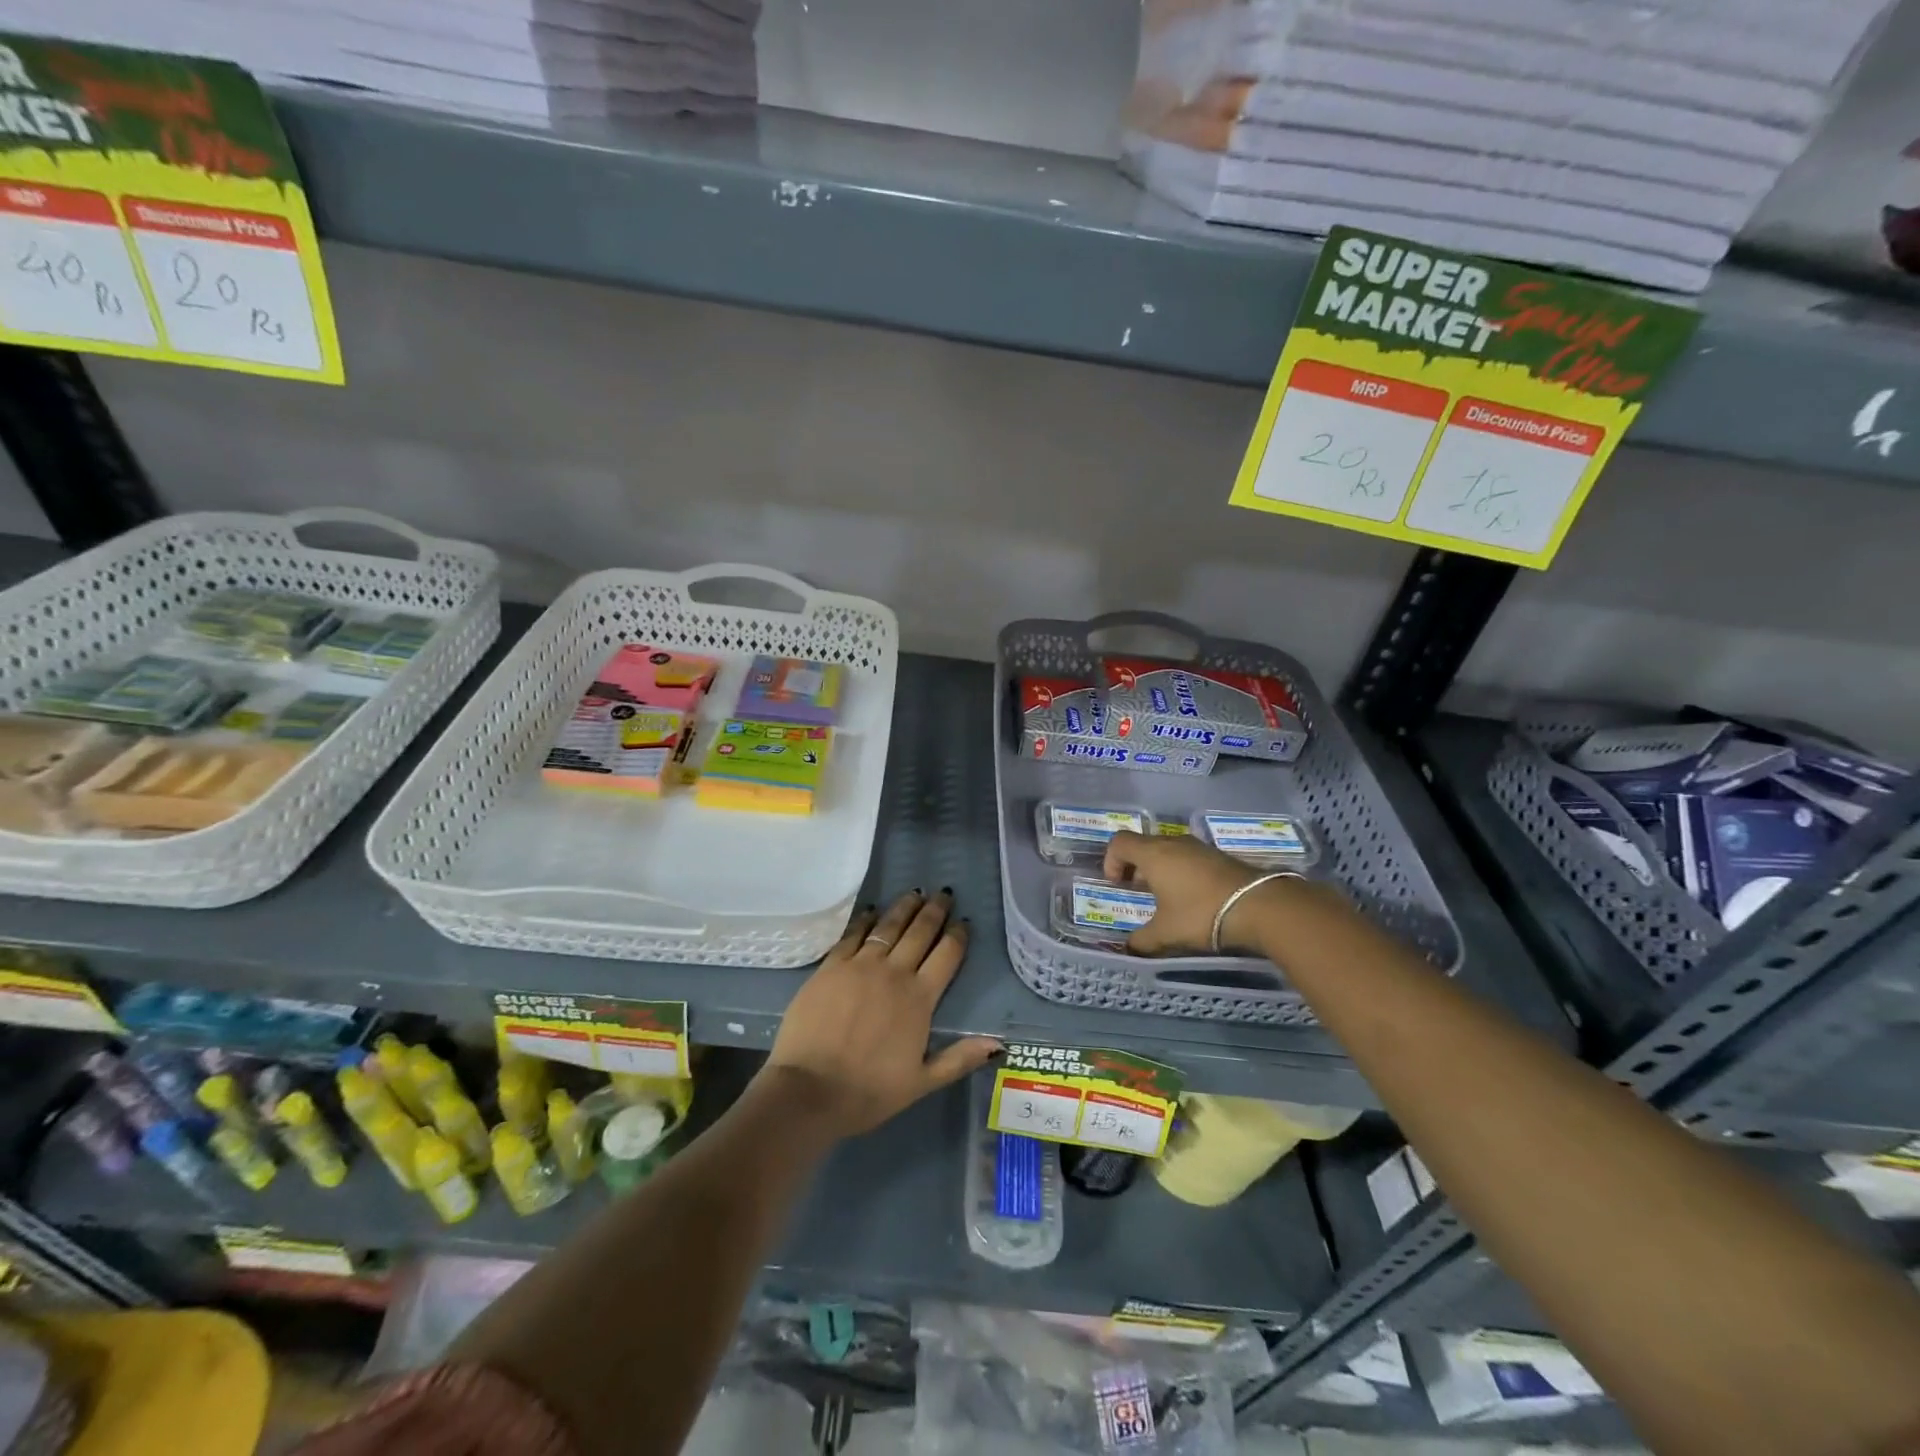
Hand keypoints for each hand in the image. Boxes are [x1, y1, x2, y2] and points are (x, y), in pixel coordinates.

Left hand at [762, 889, 1000, 1136]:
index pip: (947, 956)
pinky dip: (866, 920)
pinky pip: (853, 934)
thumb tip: (998, 1043)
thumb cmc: (868, 1091)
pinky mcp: (831, 966)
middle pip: (920, 932)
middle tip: (943, 894)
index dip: (958, 936)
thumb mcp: (921, 1082)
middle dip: (935, 911)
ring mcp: (860, 966)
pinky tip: (873, 911)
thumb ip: (958, 1059)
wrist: (809, 1090)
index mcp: (920, 999)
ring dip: (904, 907)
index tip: (964, 922)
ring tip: (915, 893)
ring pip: (889, 926)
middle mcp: (894, 973)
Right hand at [1102, 831, 1265, 954]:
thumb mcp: (1166, 933)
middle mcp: (1173, 843)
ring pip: (1167, 850)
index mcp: (1153, 854)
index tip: (1118, 885)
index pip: (1119, 842)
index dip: (1111, 861)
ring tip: (1165, 897)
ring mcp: (1198, 847)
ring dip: (1159, 869)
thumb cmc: (1201, 914)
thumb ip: (1142, 940)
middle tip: (1138, 892)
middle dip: (1134, 866)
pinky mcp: (1218, 856)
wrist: (1259, 906)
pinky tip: (1192, 897)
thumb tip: (1129, 948)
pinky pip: (1188, 857)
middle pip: (1142, 844)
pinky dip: (1181, 871)